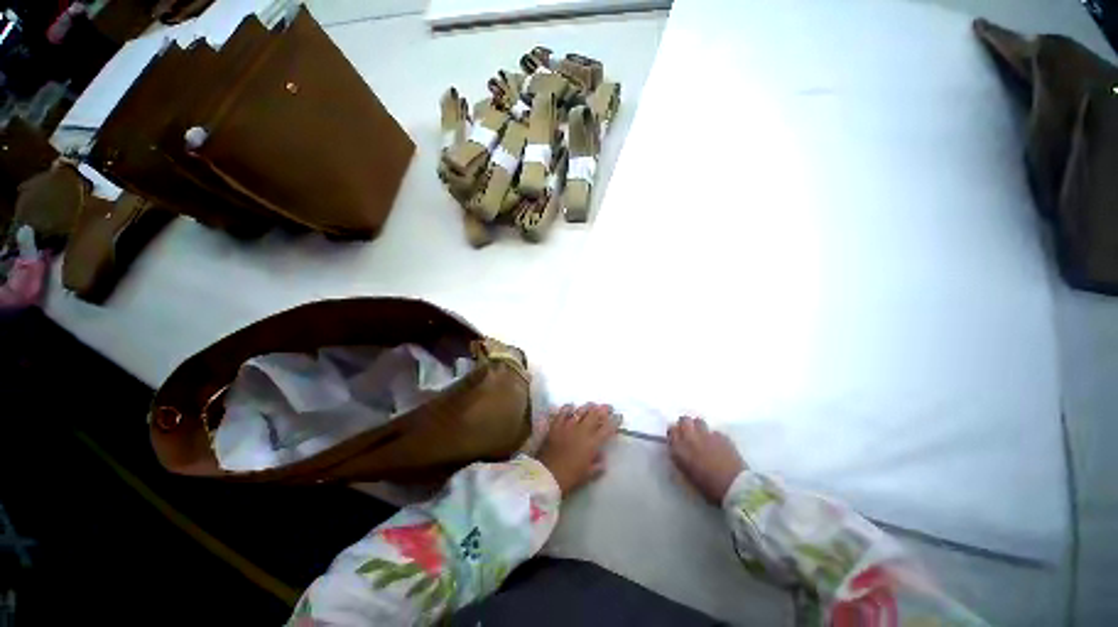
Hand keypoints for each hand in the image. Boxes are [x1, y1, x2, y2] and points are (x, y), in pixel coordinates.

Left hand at [536, 403, 619, 495]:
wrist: (546, 475)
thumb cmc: (568, 478)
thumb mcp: (586, 475)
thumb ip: (596, 467)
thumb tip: (602, 460)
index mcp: (592, 443)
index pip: (607, 429)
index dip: (614, 421)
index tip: (619, 416)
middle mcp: (581, 431)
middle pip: (595, 415)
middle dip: (603, 409)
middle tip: (608, 407)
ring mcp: (567, 426)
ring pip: (580, 411)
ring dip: (588, 407)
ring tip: (592, 405)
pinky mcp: (555, 426)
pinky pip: (562, 413)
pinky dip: (567, 408)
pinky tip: (570, 406)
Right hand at [667, 416, 746, 504]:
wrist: (734, 487)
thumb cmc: (708, 487)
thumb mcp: (687, 474)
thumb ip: (680, 458)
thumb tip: (679, 450)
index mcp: (679, 449)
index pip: (671, 430)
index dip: (675, 433)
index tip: (678, 438)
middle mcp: (690, 438)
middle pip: (684, 420)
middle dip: (686, 425)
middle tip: (690, 434)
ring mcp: (706, 435)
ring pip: (698, 421)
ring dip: (698, 427)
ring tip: (703, 437)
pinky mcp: (722, 436)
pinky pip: (714, 431)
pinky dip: (714, 436)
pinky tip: (718, 446)